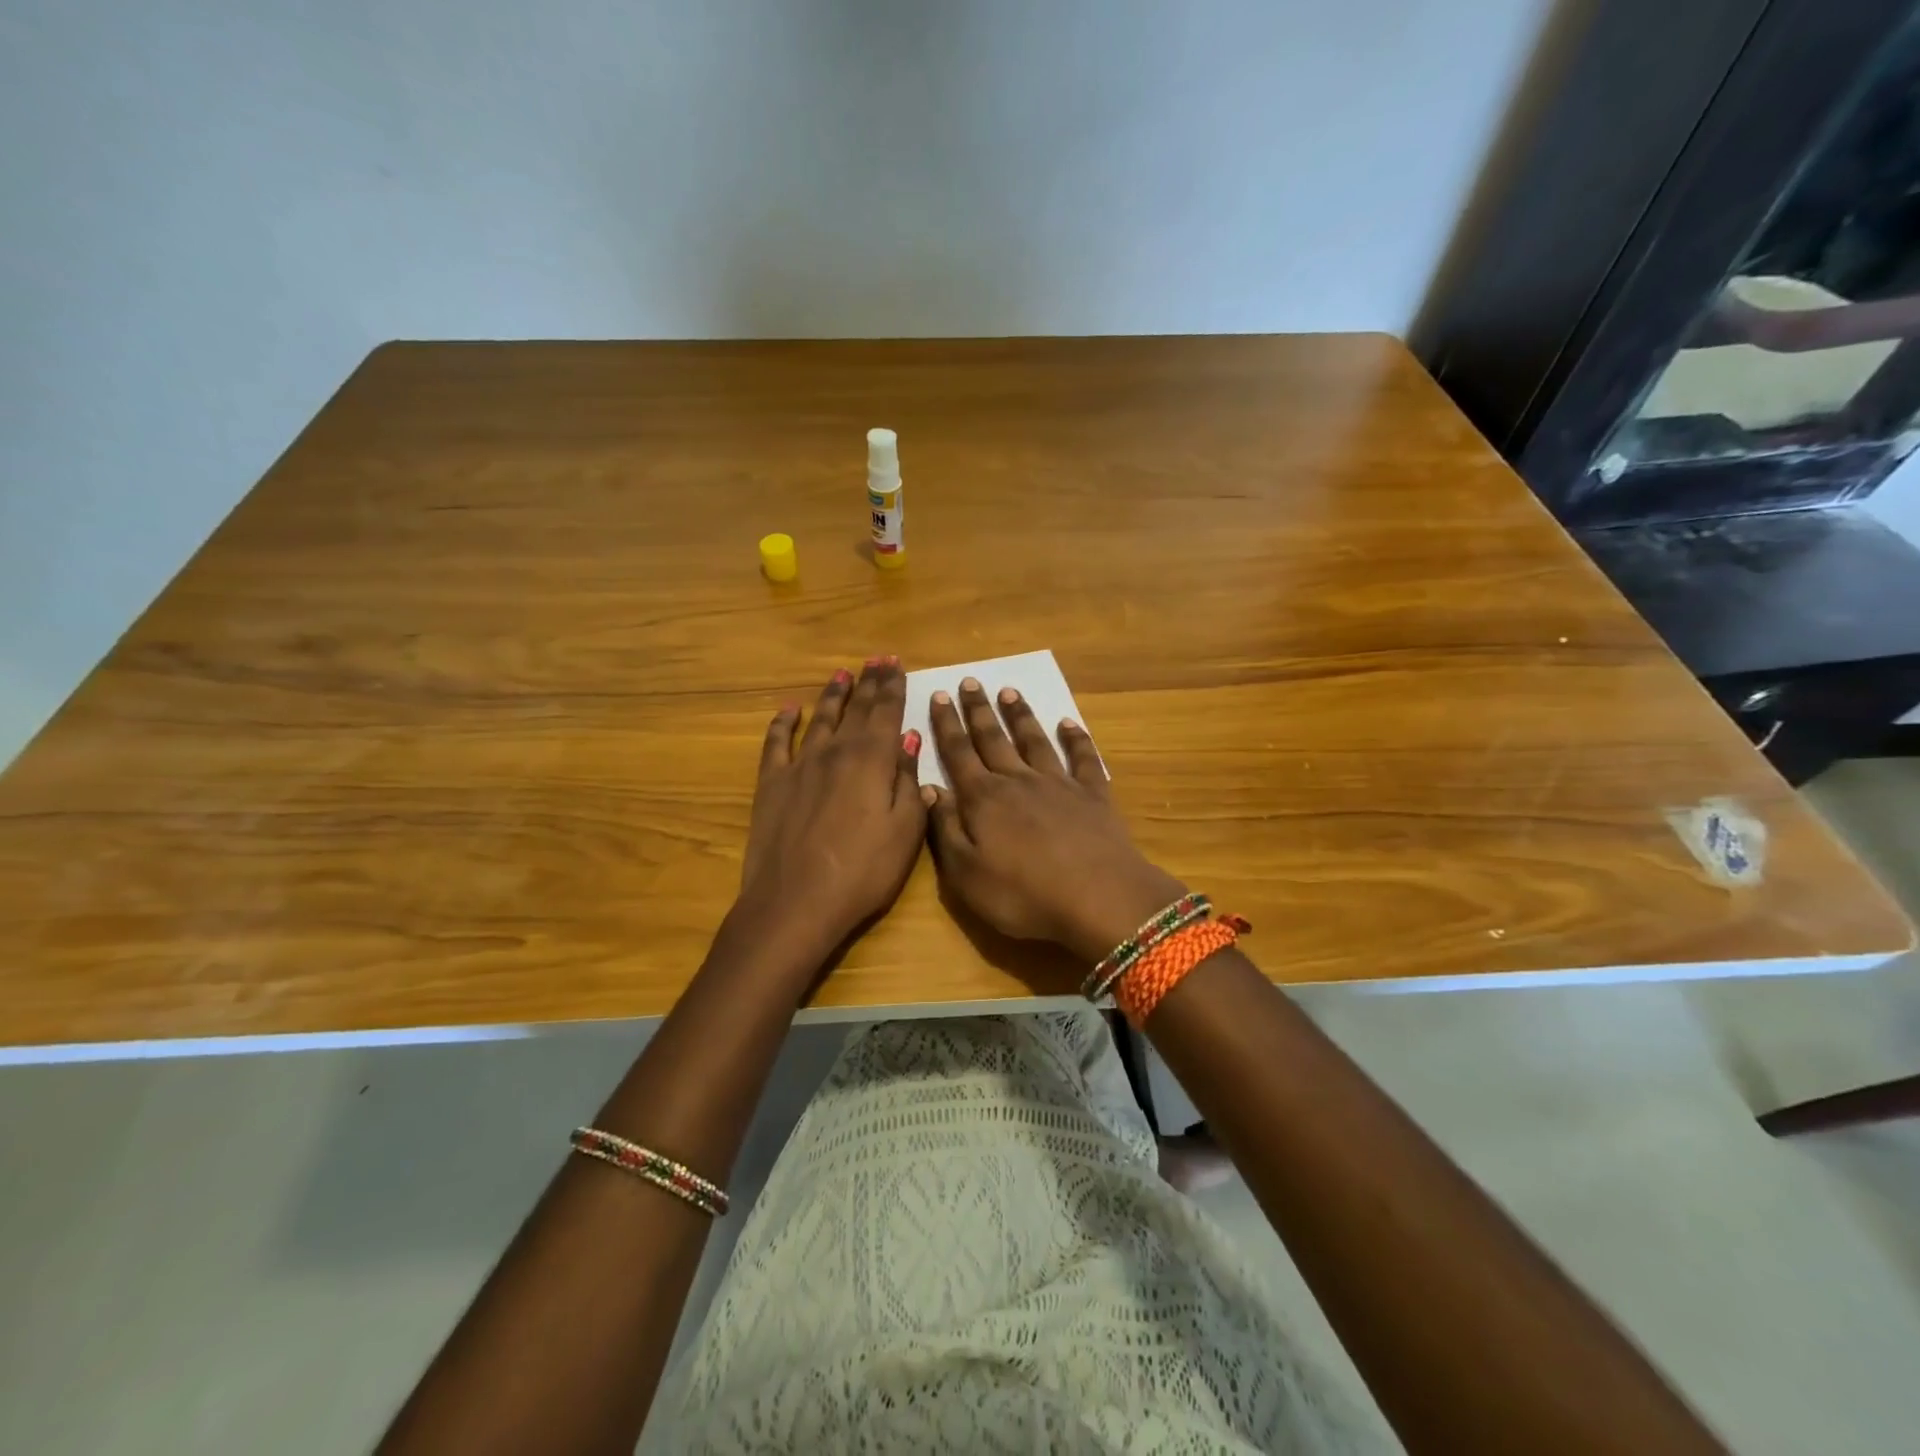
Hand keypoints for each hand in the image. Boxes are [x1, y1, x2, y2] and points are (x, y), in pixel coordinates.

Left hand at [737, 658, 926, 960]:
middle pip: (856, 708)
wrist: (796, 901)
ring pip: (820, 718)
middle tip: (876, 658)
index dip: (893, 686)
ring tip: (841, 674)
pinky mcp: (772, 784)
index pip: (886, 712)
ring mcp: (800, 765)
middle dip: (868, 682)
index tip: (896, 664)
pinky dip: (783, 723)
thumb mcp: (905, 830)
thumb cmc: (863, 871)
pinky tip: (788, 710)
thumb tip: (908, 740)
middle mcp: (836, 751)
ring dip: (832, 695)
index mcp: (873, 759)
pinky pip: (777, 743)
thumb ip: (908, 781)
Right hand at [924, 678, 1186, 964]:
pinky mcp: (1094, 795)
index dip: (947, 725)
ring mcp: (1059, 784)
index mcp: (983, 799)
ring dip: (1021, 716)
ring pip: (1034, 741)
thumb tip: (930, 788)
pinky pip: (1083, 758)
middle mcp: (1018, 781)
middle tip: (970, 682)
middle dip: (979, 710)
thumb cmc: (1023, 895)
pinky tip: (1069, 724)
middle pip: (994, 739)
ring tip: (1009, 692)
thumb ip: (945, 829)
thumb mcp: (966, 874)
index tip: (939, 695)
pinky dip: (1076, 738)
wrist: (1099, 898)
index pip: (958, 754)